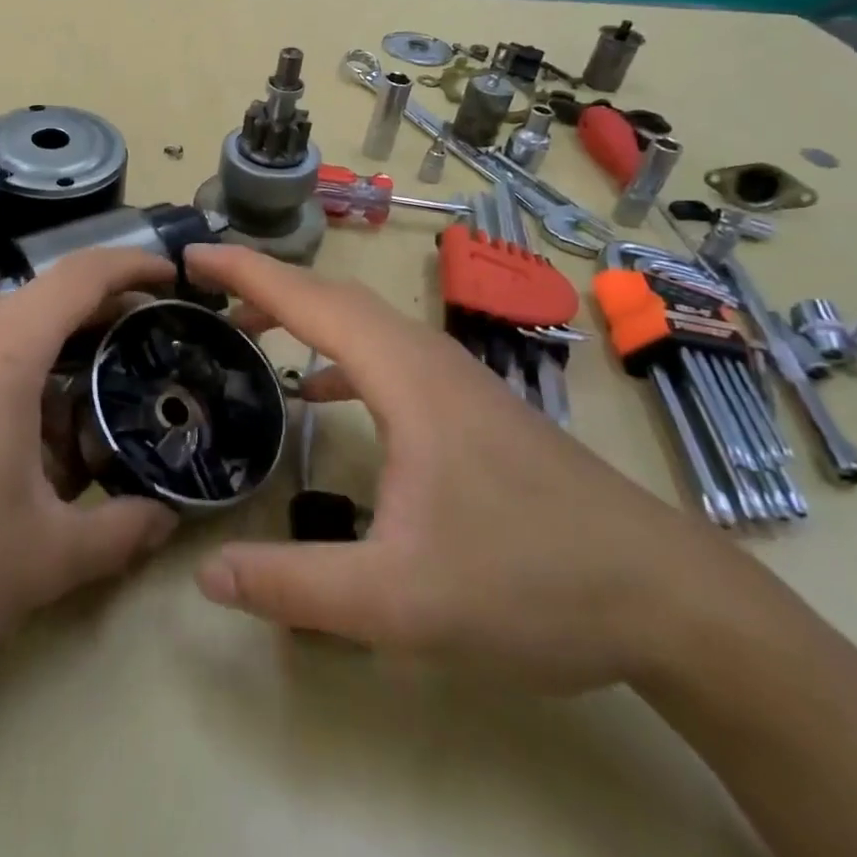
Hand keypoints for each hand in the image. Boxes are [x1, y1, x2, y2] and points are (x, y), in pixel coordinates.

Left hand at [0, 249, 179, 702]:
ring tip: (87, 446)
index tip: (176, 282)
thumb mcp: (40, 560)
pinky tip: (18, 465)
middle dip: (103, 338)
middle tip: (149, 376)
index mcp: (0, 346)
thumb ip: (118, 532)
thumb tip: (166, 520)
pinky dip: (10, 395)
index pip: (84, 274)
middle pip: (48, 309)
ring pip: (7, 344)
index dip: (136, 268)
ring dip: (55, 380)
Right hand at [187, 244, 741, 693]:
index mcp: (404, 378)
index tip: (193, 256)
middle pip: (333, 298)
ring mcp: (453, 380)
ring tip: (247, 332)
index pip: (310, 302)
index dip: (246, 272)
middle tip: (204, 291)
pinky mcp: (467, 408)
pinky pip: (384, 356)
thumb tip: (208, 574)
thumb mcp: (401, 600)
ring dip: (301, 314)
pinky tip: (317, 395)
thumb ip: (297, 587)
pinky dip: (336, 355)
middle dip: (264, 284)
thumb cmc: (531, 582)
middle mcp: (427, 360)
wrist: (664, 597)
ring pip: (361, 322)